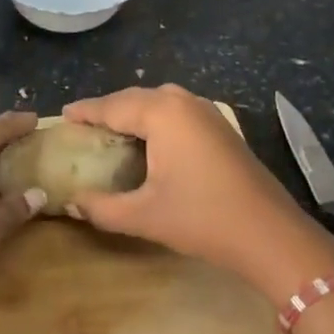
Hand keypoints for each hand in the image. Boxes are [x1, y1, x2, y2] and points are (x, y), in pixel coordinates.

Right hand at [63, 85, 333, 303]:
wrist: (271, 235)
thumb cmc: (203, 219)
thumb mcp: (143, 216)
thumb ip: (101, 207)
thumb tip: (72, 201)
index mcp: (162, 113)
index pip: (112, 106)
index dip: (86, 112)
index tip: (62, 116)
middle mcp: (184, 103)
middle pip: (135, 98)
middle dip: (108, 110)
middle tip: (83, 127)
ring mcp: (207, 113)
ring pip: (159, 103)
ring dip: (134, 113)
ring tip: (111, 132)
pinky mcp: (222, 128)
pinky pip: (177, 112)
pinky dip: (156, 120)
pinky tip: (149, 142)